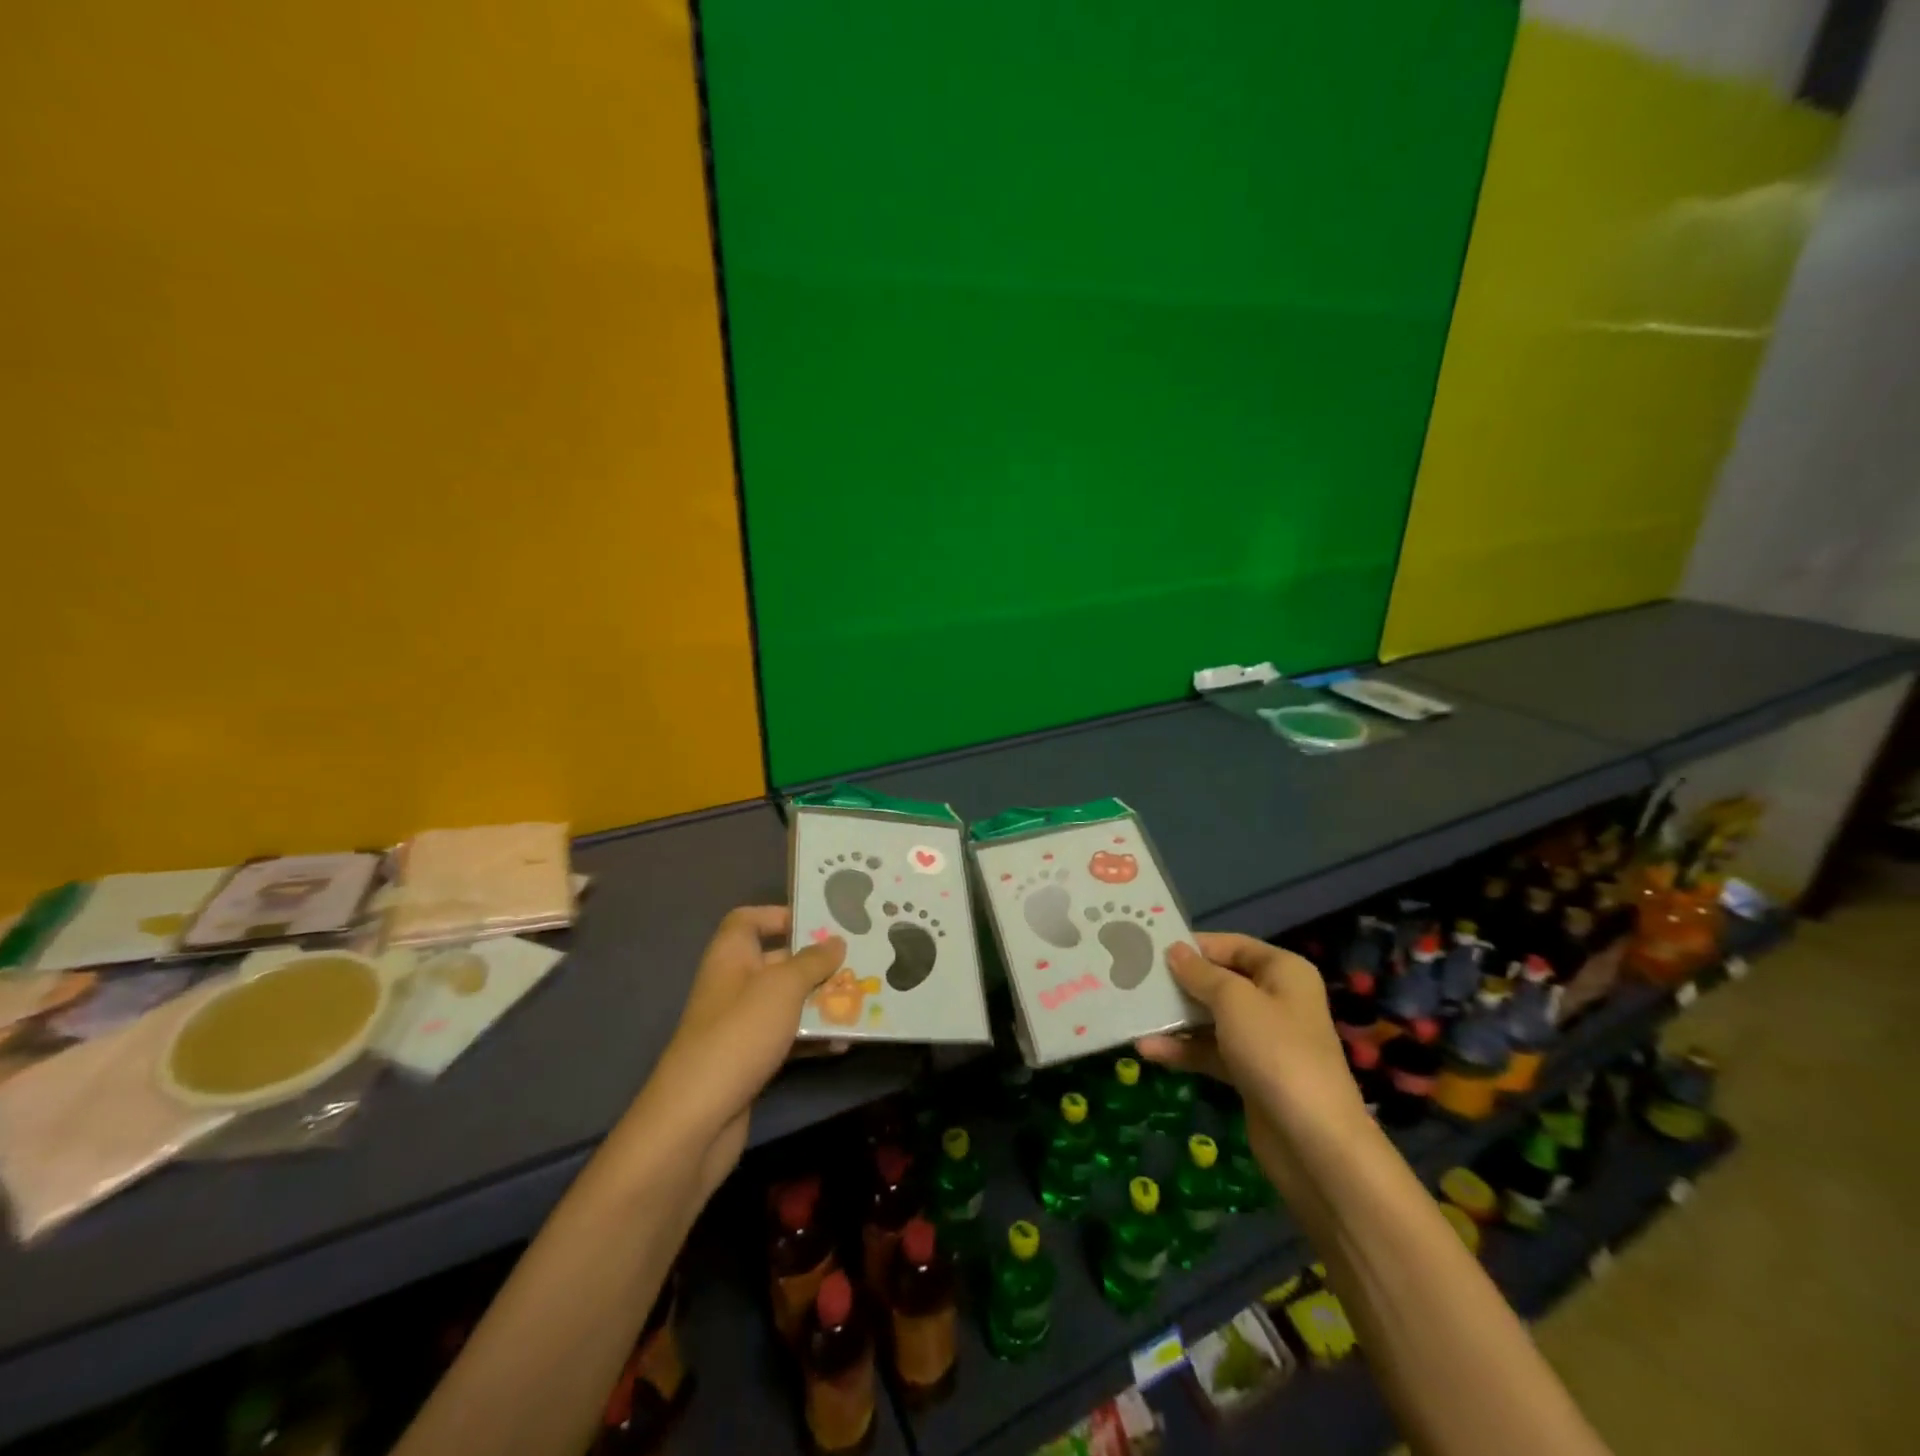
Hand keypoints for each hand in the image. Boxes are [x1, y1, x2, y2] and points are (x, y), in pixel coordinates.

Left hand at [639, 906, 844, 1198]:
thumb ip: (812, 961)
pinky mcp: (750, 1060)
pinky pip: (788, 1038)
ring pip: (788, 1002)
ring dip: (822, 1002)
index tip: (818, 923)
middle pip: (777, 961)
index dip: (778, 915)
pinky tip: (844, 1043)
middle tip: (859, 961)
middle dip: (817, 963)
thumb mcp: (783, 987)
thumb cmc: (740, 1034)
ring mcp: (741, 1025)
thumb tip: (836, 941)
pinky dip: (813, 1038)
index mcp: (731, 956)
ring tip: (862, 1001)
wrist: (697, 1118)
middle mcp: (734, 985)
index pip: (747, 920)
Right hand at [1136, 934, 1367, 1196]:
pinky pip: (1211, 1051)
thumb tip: (1174, 951)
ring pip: (1211, 1018)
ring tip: (1135, 1015)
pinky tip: (1149, 1050)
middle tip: (1134, 979)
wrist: (1314, 1143)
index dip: (1194, 946)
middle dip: (1179, 983)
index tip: (1150, 948)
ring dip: (1175, 1019)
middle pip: (1219, 981)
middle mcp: (1275, 1000)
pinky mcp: (1250, 1073)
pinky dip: (1183, 1050)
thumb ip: (1200, 973)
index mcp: (1283, 972)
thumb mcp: (1234, 1001)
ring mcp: (1263, 1040)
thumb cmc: (1276, 1052)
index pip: (1232, 946)